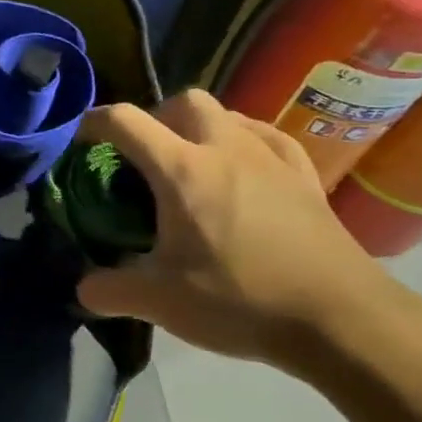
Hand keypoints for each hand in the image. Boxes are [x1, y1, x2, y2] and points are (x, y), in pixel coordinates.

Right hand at [76, 91, 405, 368]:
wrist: (341, 319)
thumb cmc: (241, 300)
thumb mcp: (160, 302)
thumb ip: (109, 290)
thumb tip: (83, 287)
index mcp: (182, 170)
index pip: (125, 121)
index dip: (93, 122)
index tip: (80, 140)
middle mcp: (225, 147)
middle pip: (182, 101)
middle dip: (155, 118)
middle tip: (144, 157)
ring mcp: (270, 156)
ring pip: (227, 113)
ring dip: (198, 128)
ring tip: (190, 165)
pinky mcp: (304, 175)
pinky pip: (265, 136)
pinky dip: (242, 141)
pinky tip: (241, 169)